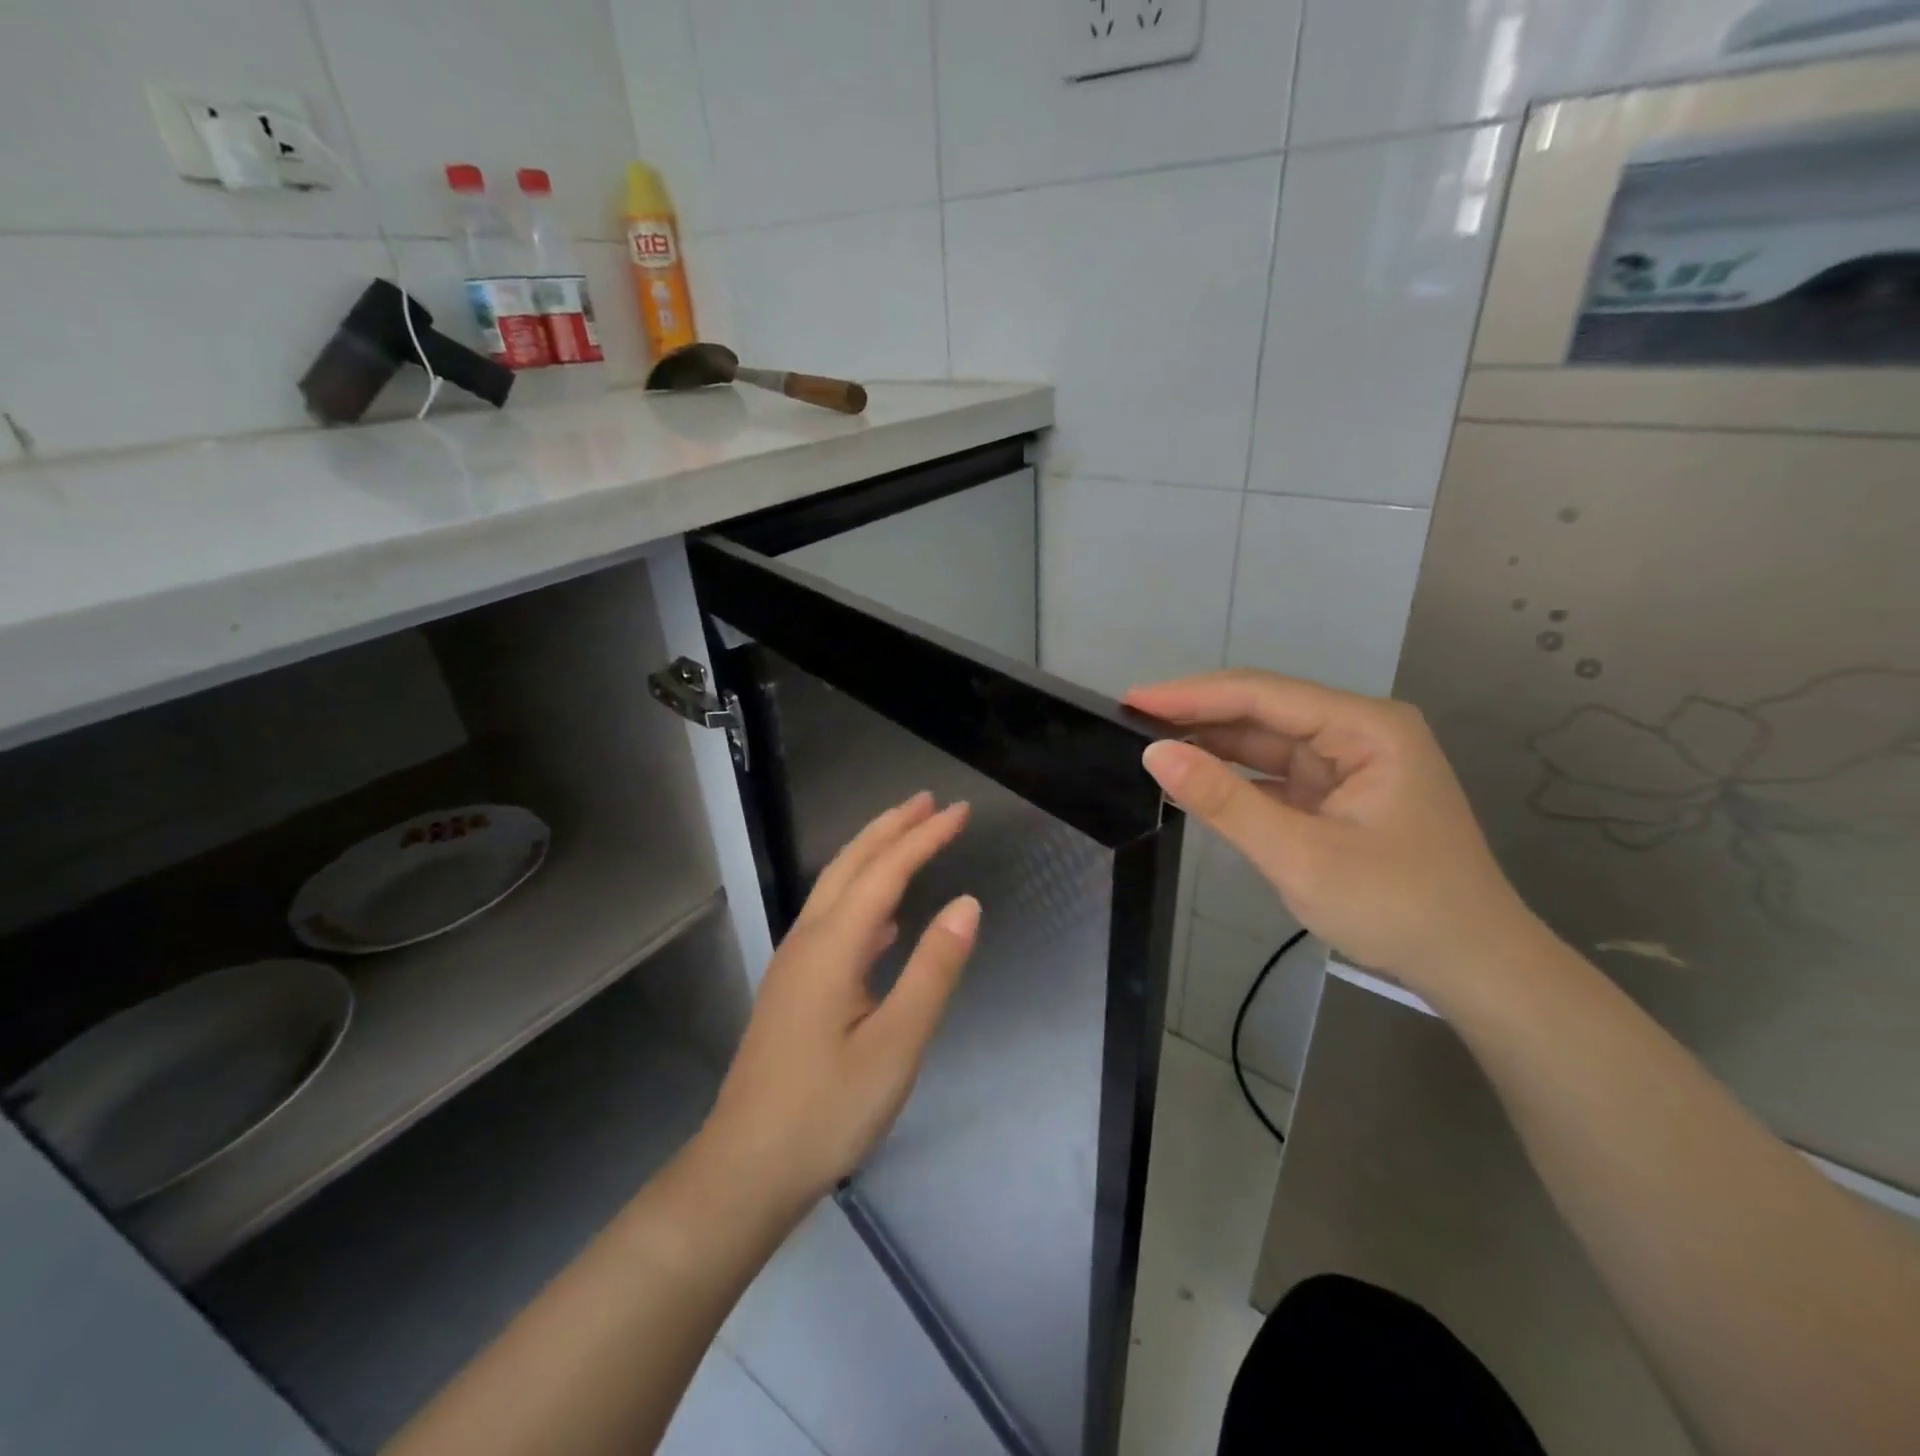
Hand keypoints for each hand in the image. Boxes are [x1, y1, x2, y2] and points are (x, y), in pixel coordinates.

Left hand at [701, 792, 979, 1210]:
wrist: (745, 1170)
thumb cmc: (826, 1111)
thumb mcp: (896, 1046)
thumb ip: (933, 971)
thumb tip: (967, 904)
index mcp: (833, 947)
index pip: (886, 872)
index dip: (925, 837)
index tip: (961, 811)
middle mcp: (808, 941)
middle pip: (852, 865)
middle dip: (891, 828)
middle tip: (930, 801)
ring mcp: (795, 964)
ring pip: (837, 889)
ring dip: (874, 855)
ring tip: (909, 838)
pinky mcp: (794, 988)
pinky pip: (832, 921)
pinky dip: (862, 899)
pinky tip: (884, 920)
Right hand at [1125, 671, 1540, 997]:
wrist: (1472, 966)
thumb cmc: (1396, 906)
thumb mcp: (1299, 855)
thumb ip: (1224, 800)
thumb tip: (1154, 754)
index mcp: (1366, 728)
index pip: (1263, 695)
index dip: (1192, 695)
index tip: (1132, 700)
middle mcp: (1360, 731)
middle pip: (1263, 710)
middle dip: (1198, 715)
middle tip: (1130, 720)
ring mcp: (1350, 763)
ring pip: (1266, 740)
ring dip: (1212, 744)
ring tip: (1150, 744)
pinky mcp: (1339, 793)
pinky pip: (1276, 772)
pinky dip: (1235, 776)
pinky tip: (1194, 778)